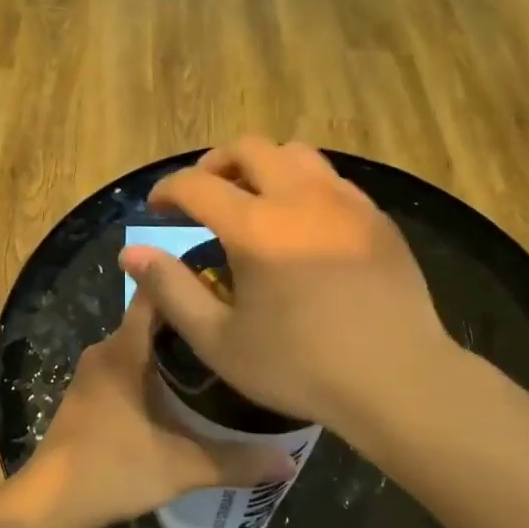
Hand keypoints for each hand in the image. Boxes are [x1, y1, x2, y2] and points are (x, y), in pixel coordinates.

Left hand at [30, 292, 292, 527]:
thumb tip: (290, 462)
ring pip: (139, 345)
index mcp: (125, 349)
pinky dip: (152, 370)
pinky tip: (179, 395)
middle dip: (191, 322)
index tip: (227, 289)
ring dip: (171, 350)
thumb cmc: (115, 468)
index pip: (156, 293)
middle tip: (233, 332)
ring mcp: (92, 373)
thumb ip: (237, 461)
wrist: (52, 503)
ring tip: (216, 361)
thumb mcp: (184, 466)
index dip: (189, 283)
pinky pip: (126, 365)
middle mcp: (106, 349)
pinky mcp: (87, 394)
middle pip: (153, 319)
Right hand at [119, 138, 450, 438]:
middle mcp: (300, 198)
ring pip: (296, 153)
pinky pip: (330, 179)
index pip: (197, 185)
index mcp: (256, 226)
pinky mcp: (376, 217)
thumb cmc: (300, 367)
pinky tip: (302, 223)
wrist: (397, 378)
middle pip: (249, 149)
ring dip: (262, 166)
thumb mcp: (220, 340)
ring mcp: (345, 202)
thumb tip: (131, 252)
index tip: (157, 207)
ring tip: (252, 199)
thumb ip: (171, 290)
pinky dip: (302, 184)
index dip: (168, 189)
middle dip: (215, 164)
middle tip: (202, 195)